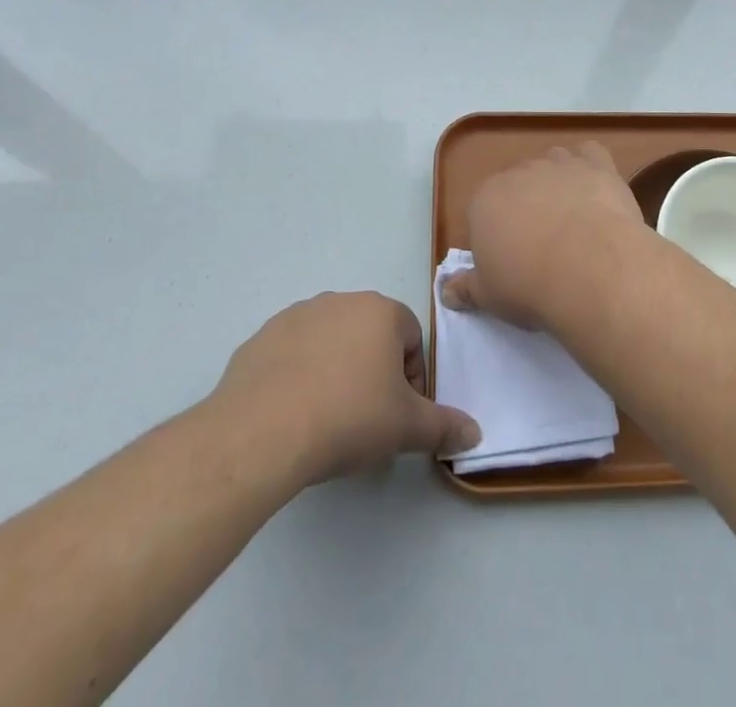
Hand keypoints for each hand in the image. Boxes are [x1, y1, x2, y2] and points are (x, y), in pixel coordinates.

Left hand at [216, 292, 479, 483]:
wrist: (262, 432)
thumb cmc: (348, 418)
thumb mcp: (406, 428)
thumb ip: (444, 427)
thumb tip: (475, 434)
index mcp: (380, 312)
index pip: (411, 338)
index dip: (411, 379)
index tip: (398, 416)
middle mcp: (340, 301)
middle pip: (370, 337)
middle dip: (373, 374)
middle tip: (365, 421)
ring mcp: (296, 316)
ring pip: (330, 344)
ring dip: (335, 373)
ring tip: (326, 421)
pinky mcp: (260, 338)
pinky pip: (291, 356)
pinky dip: (297, 378)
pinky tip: (292, 416)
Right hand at [442, 143, 642, 327]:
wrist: (592, 271)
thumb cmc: (531, 286)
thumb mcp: (489, 297)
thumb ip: (466, 288)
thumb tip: (446, 290)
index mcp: (485, 199)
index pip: (483, 209)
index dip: (497, 233)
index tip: (511, 260)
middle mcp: (519, 172)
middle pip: (518, 184)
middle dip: (527, 206)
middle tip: (543, 244)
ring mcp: (559, 164)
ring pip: (552, 162)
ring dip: (557, 181)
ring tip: (573, 217)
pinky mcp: (597, 165)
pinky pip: (589, 153)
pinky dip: (591, 167)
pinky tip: (597, 190)